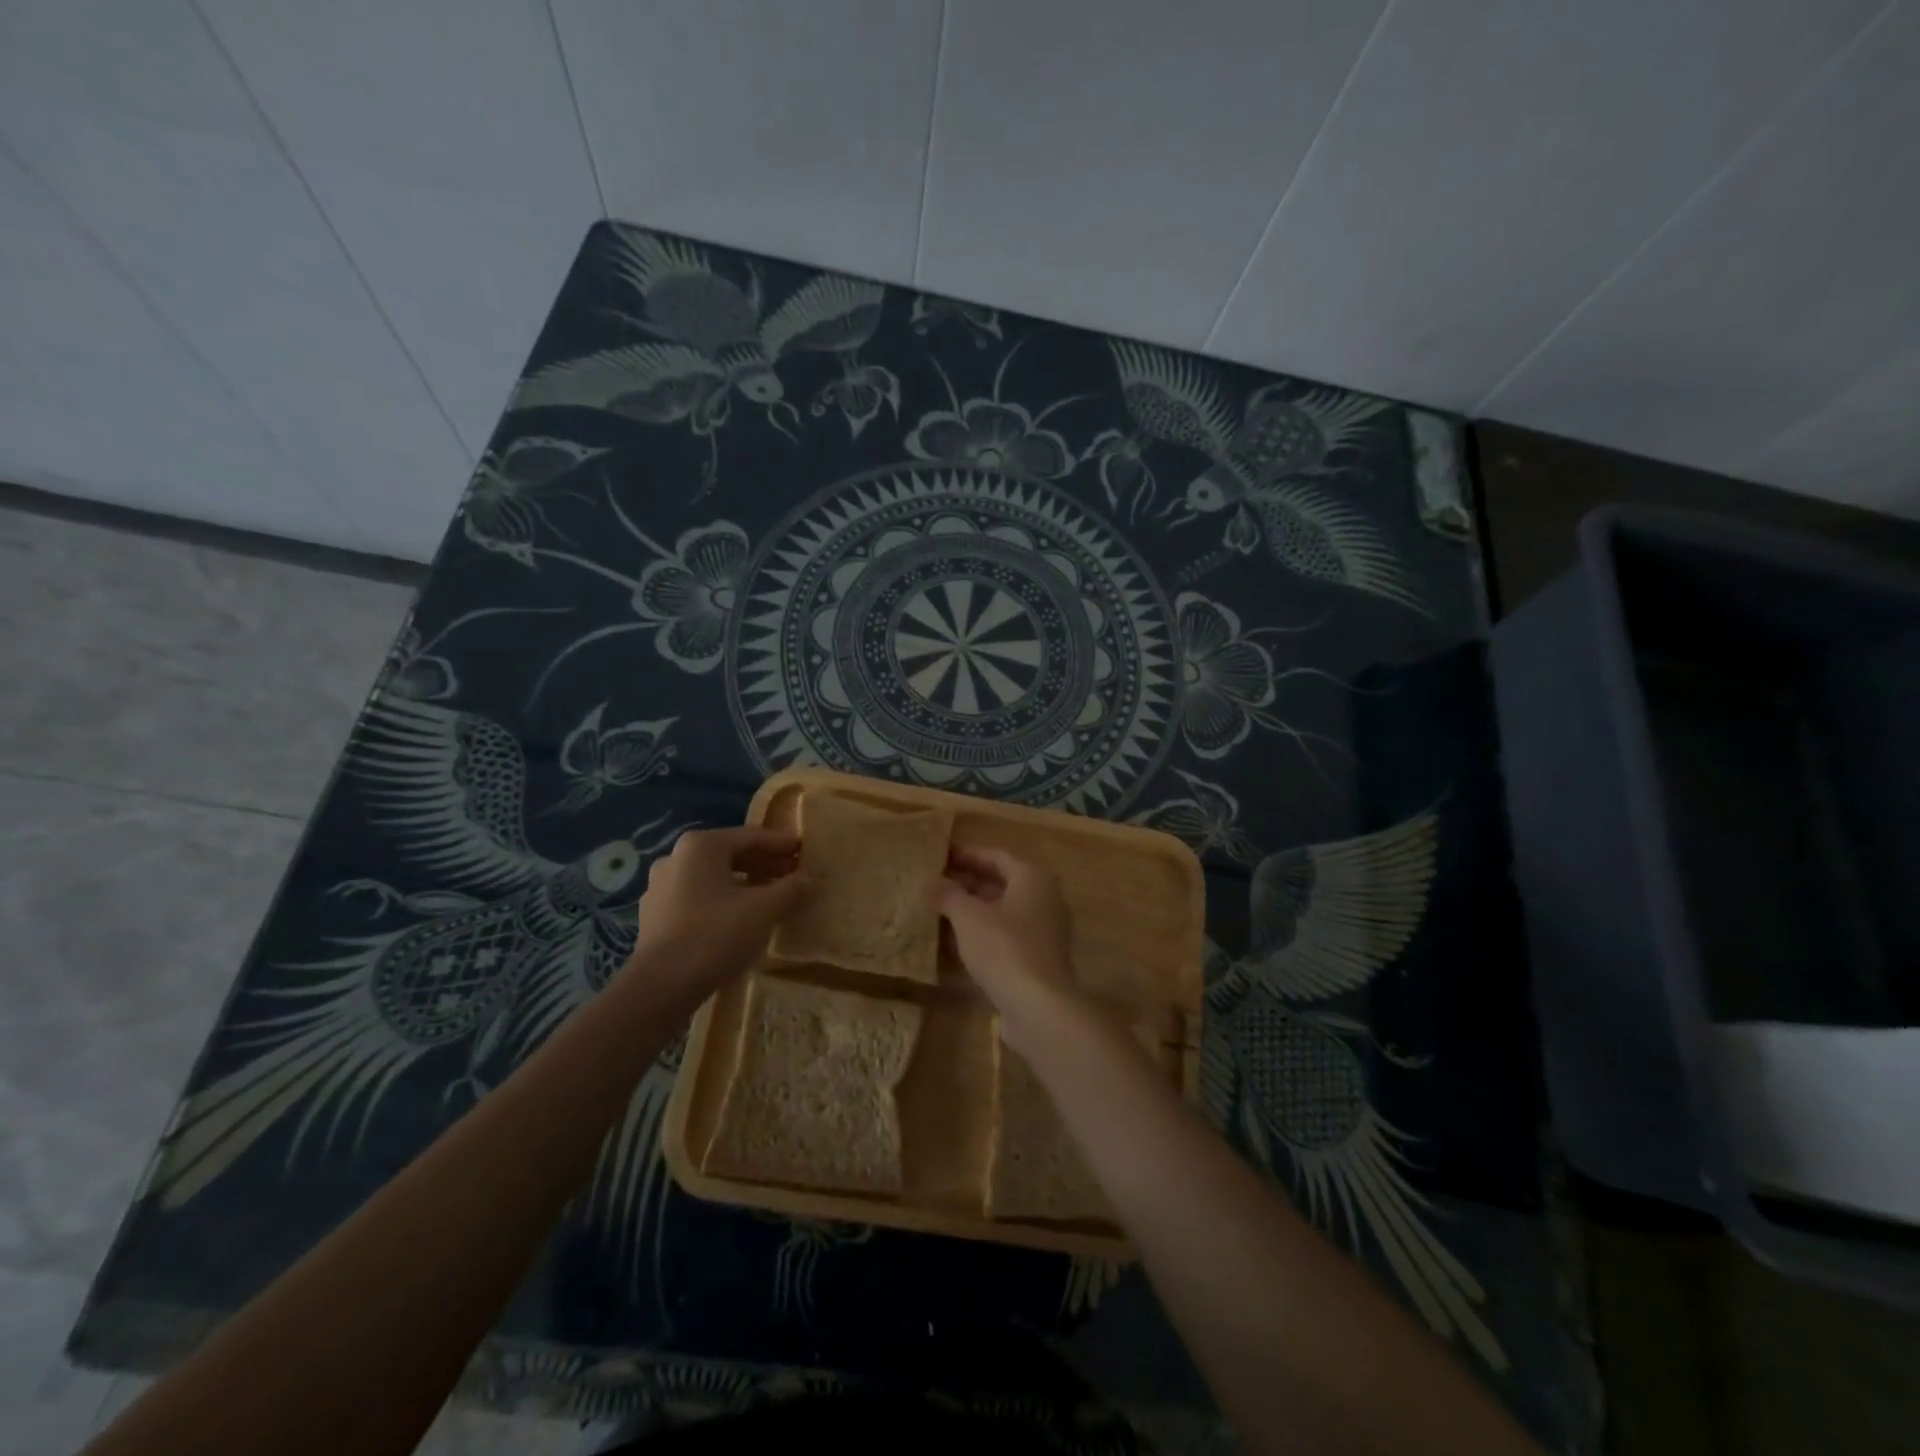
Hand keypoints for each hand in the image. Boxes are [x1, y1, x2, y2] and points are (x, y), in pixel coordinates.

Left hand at [627, 826, 808, 999]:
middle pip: (730, 854)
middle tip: (793, 875)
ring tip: (770, 897)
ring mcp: (660, 887)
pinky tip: (740, 918)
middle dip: (764, 864)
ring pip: (713, 877)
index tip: (804, 851)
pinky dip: (723, 900)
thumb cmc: (716, 935)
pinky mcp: (655, 915)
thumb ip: (791, 888)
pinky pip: (698, 897)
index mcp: (701, 846)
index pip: (751, 836)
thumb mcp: (764, 909)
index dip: (782, 844)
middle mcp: (676, 857)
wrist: (661, 987)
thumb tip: (810, 877)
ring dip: (744, 883)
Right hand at [934, 847, 1081, 1053]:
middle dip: (968, 883)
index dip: (965, 855)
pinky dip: (984, 933)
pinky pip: (1007, 935)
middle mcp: (1046, 898)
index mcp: (1033, 877)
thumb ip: (948, 895)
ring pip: (1004, 911)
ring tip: (940, 911)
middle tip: (935, 884)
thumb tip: (931, 882)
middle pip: (1001, 882)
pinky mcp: (1040, 958)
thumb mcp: (968, 917)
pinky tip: (957, 942)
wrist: (1040, 1007)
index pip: (995, 856)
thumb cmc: (1004, 949)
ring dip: (974, 910)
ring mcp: (1046, 930)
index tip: (938, 857)